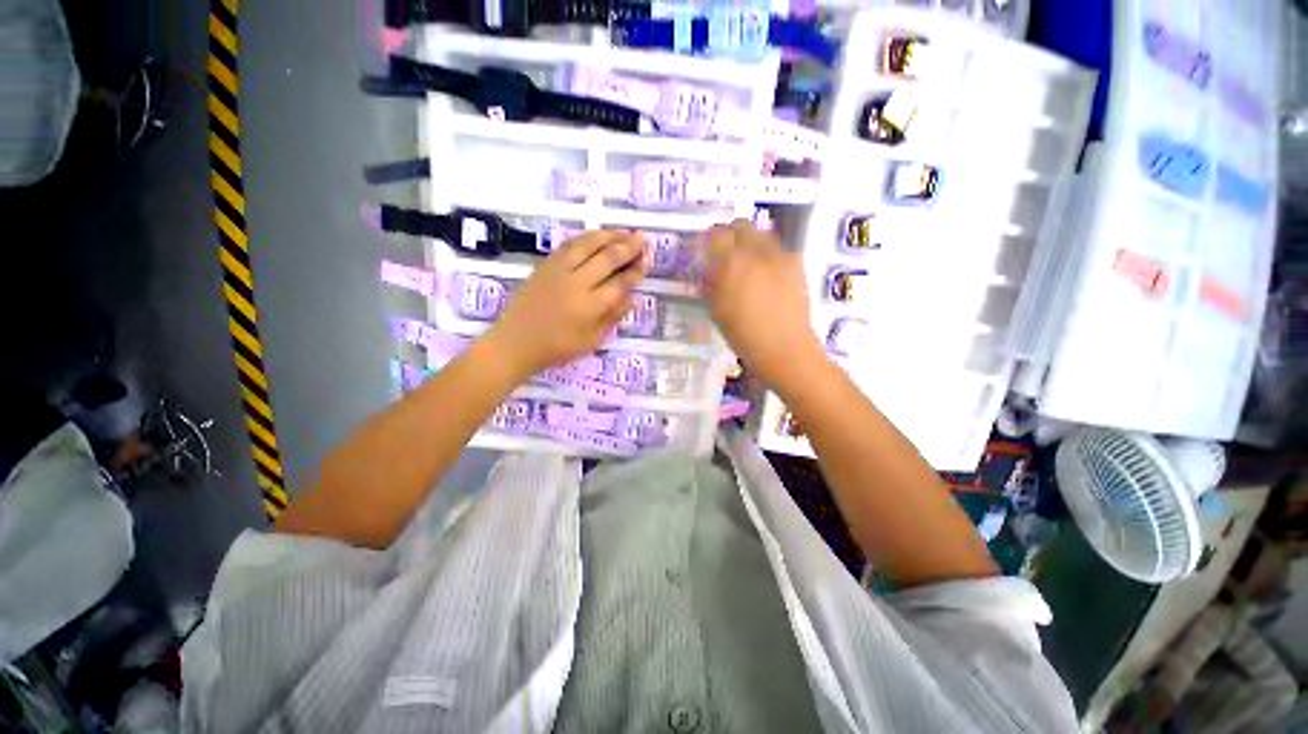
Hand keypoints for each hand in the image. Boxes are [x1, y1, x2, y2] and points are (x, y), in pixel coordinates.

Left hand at [482, 229, 647, 380]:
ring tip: (625, 231)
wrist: (515, 342)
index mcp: (590, 306)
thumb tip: (634, 298)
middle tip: (643, 239)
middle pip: (607, 258)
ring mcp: (558, 270)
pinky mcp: (545, 264)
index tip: (647, 261)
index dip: (636, 271)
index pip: (620, 283)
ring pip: (588, 244)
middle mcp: (576, 283)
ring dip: (609, 235)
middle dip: (628, 247)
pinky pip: (570, 244)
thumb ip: (613, 317)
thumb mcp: (591, 341)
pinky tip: (597, 236)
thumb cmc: (557, 348)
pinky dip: (587, 237)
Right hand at [699, 220, 825, 389]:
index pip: (715, 235)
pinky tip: (765, 270)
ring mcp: (780, 257)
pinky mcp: (796, 265)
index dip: (706, 238)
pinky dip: (768, 252)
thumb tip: (705, 269)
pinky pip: (779, 248)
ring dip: (749, 239)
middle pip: (740, 225)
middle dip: (728, 233)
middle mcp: (757, 252)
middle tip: (721, 250)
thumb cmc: (744, 336)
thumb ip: (709, 284)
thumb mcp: (717, 311)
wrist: (785, 349)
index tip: (701, 247)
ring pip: (762, 233)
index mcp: (733, 263)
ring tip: (743, 258)